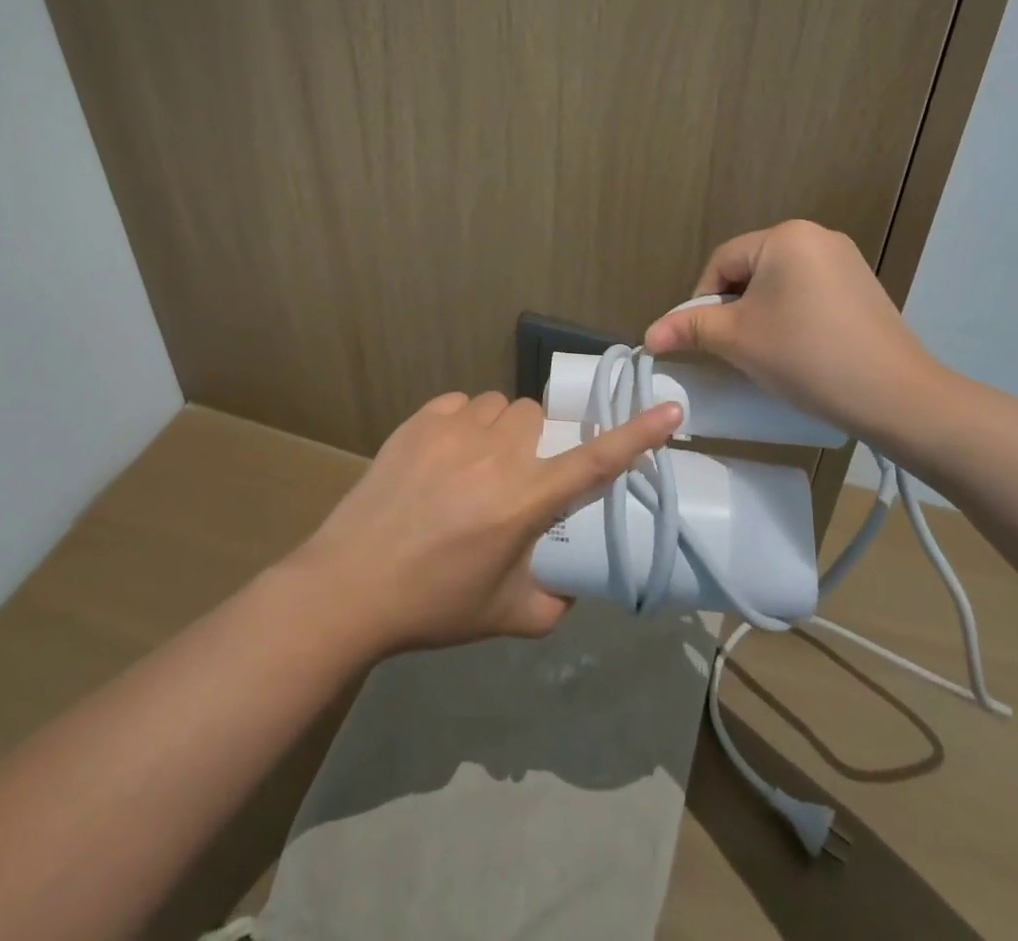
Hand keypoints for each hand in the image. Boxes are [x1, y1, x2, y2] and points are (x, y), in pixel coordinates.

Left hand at [288, 391, 681, 654]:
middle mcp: (496, 455)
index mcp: (524, 501)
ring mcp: (453, 431)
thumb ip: (553, 603)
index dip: (637, 435)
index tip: (669, 410)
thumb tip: (572, 586)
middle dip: (537, 441)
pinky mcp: (418, 421)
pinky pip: (460, 403)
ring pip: (500, 405)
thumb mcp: (505, 615)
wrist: (348, 586)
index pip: (594, 461)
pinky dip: (464, 422)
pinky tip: (445, 454)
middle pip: (538, 417)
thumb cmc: (432, 606)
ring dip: (500, 429)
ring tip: (477, 465)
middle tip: (516, 477)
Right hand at [642, 219, 948, 449]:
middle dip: (733, 308)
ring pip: (778, 283)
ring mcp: (845, 260)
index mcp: (785, 236)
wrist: (896, 396)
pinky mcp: (862, 286)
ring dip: (760, 313)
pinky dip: (791, 315)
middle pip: (750, 270)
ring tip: (763, 352)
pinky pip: (808, 292)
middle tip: (731, 348)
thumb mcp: (738, 340)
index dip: (702, 301)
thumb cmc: (806, 357)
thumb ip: (690, 329)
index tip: (701, 340)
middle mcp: (816, 236)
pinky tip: (797, 348)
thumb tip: (648, 334)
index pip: (721, 263)